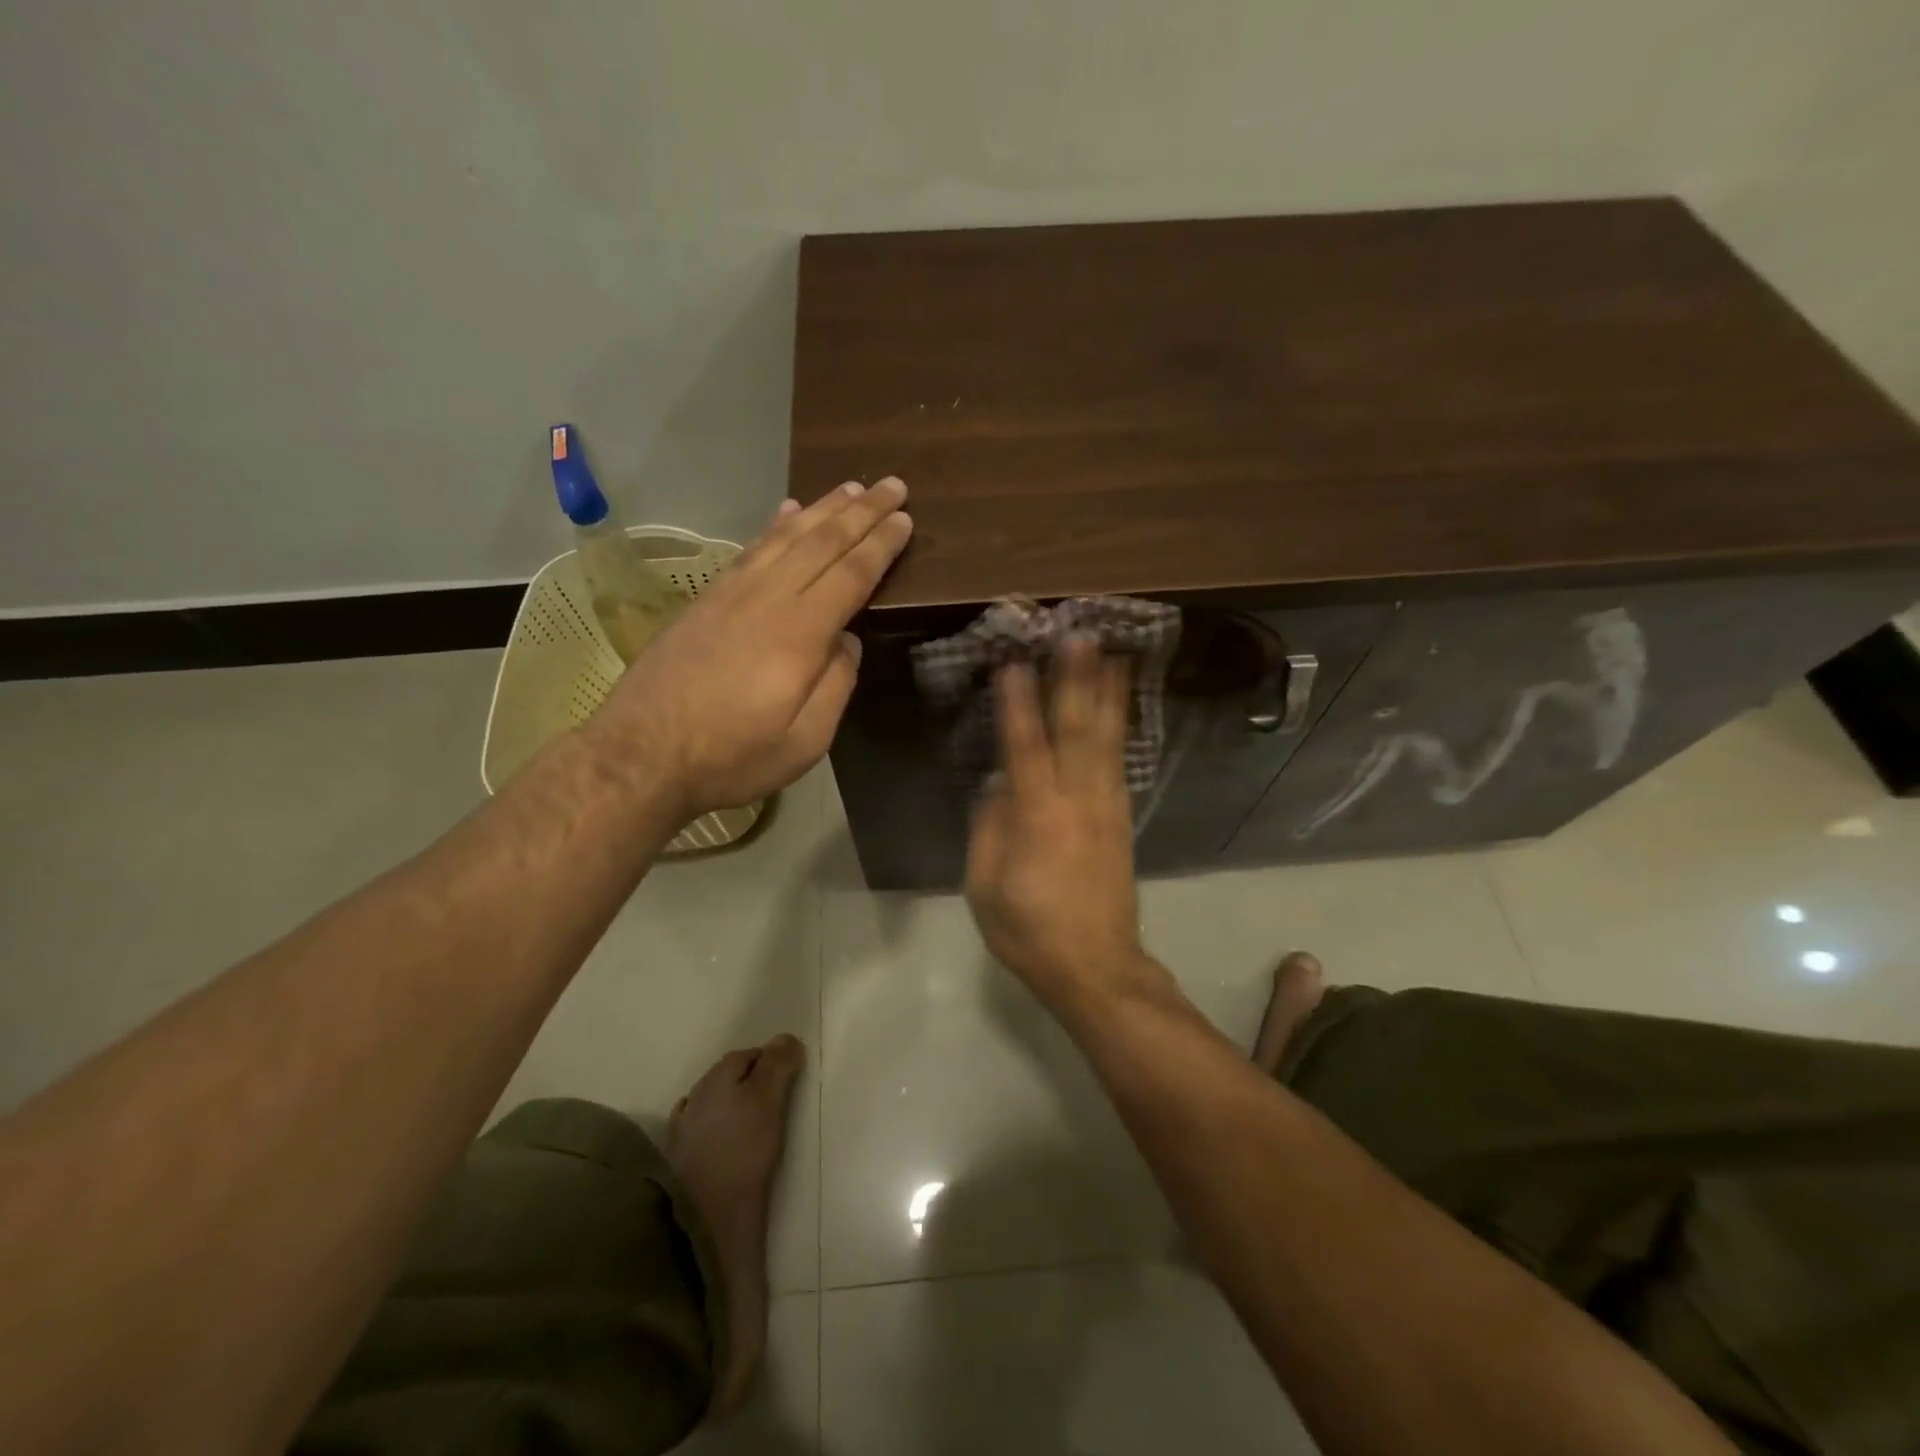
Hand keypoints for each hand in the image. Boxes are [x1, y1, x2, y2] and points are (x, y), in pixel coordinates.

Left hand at [587, 478, 911, 816]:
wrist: (640, 755)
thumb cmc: (731, 756)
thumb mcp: (804, 742)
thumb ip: (835, 686)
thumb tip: (848, 642)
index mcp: (799, 634)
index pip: (851, 575)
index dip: (880, 545)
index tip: (905, 519)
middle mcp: (768, 599)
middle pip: (822, 543)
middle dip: (861, 511)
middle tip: (892, 485)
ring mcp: (732, 594)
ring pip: (785, 537)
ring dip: (822, 509)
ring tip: (850, 487)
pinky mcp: (707, 600)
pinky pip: (752, 549)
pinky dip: (775, 525)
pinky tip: (788, 511)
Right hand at [965, 638, 1148, 1009]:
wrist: (1096, 968)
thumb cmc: (1029, 931)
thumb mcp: (985, 887)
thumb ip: (989, 829)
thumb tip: (998, 784)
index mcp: (1038, 819)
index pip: (1025, 749)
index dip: (1018, 704)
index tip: (1013, 661)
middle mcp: (1078, 802)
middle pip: (1077, 731)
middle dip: (1076, 680)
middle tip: (1080, 634)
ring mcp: (1107, 808)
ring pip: (1107, 740)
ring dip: (1107, 693)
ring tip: (1113, 652)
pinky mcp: (1122, 818)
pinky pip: (1119, 761)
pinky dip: (1120, 727)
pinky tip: (1119, 705)